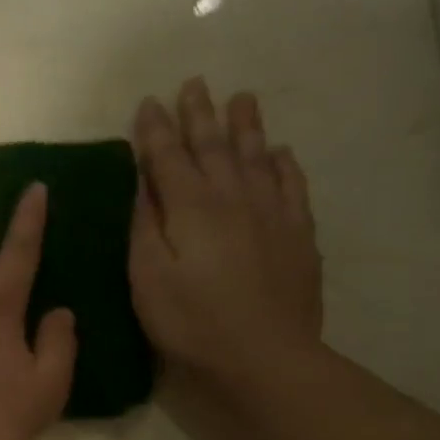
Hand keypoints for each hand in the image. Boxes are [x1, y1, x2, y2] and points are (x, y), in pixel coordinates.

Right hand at [129, 78, 322, 394]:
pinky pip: (293, 186)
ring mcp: (272, 214)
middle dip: (200, 114)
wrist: (265, 356)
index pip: (168, 157)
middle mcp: (233, 198)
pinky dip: (284, 164)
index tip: (147, 103)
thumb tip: (142, 182)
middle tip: (194, 83)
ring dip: (245, 126)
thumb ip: (143, 224)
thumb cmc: (191, 320)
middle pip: (214, 147)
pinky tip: (280, 152)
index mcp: (190, 207)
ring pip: (257, 156)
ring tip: (241, 98)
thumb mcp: (147, 276)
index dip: (156, 129)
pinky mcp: (298, 235)